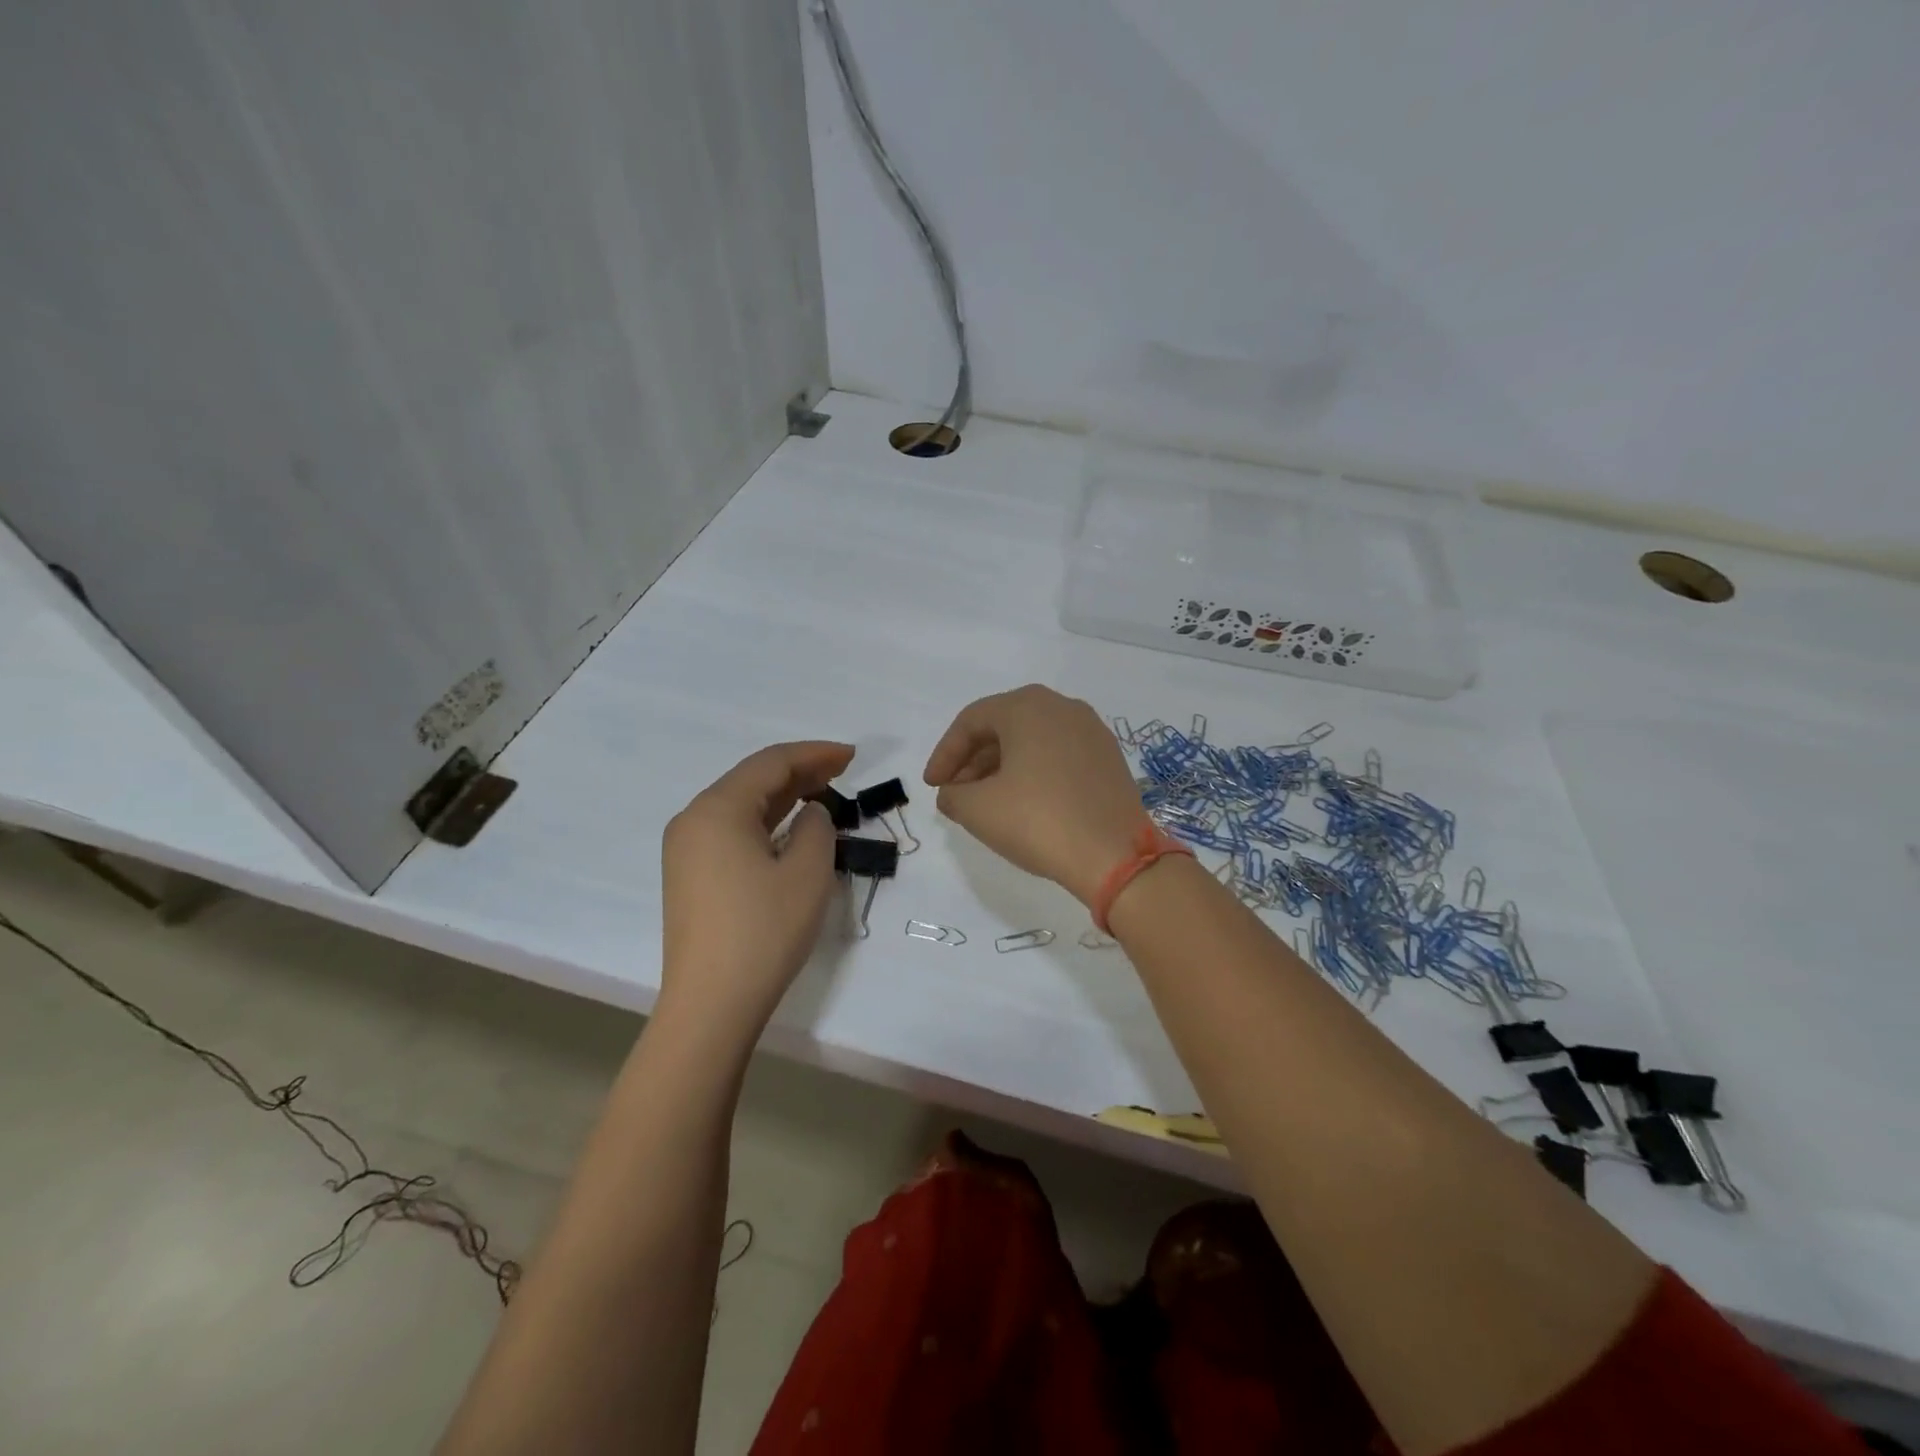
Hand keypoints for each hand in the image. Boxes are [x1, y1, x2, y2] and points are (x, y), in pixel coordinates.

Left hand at [659, 741, 854, 1042]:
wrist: (711, 1004)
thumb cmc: (764, 931)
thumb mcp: (807, 872)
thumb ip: (817, 827)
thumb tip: (811, 813)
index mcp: (717, 809)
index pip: (771, 763)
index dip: (815, 753)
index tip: (852, 755)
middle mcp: (693, 820)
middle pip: (752, 780)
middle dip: (800, 771)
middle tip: (843, 771)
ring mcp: (686, 849)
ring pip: (741, 805)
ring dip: (783, 796)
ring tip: (824, 793)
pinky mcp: (690, 875)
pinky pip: (731, 831)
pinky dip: (766, 822)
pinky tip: (791, 828)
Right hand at [923, 685, 1146, 906]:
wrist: (1116, 855)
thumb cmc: (1039, 821)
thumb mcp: (978, 809)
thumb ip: (952, 794)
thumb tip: (952, 793)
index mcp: (1027, 706)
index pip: (971, 721)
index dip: (944, 754)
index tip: (933, 786)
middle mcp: (1062, 707)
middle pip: (1003, 727)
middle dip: (973, 760)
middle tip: (956, 794)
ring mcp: (1091, 731)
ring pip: (1032, 741)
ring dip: (1002, 767)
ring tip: (987, 803)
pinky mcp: (1109, 758)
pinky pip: (1058, 755)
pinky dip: (1034, 773)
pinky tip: (1025, 804)